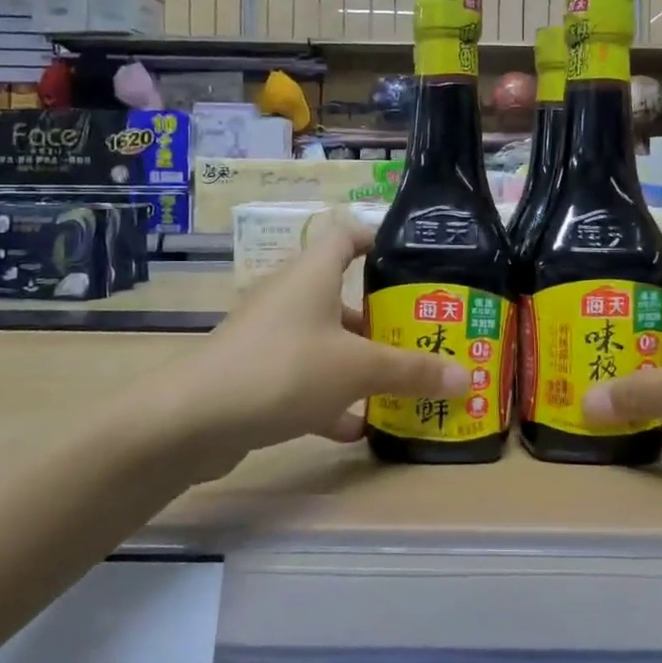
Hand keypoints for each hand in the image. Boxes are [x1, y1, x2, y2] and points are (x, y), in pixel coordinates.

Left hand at [148, 215, 468, 459]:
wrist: (193, 421)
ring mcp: (268, 336)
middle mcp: (289, 297)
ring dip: (357, 360)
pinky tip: (357, 426)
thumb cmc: (284, 369)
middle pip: (341, 294)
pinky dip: (330, 397)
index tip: (412, 263)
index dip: (378, 241)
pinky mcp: (255, 373)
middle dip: (380, 316)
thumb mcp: (357, 369)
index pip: (346, 236)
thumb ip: (412, 372)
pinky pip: (303, 377)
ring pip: (324, 339)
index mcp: (312, 275)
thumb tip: (468, 378)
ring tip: (398, 383)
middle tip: (419, 335)